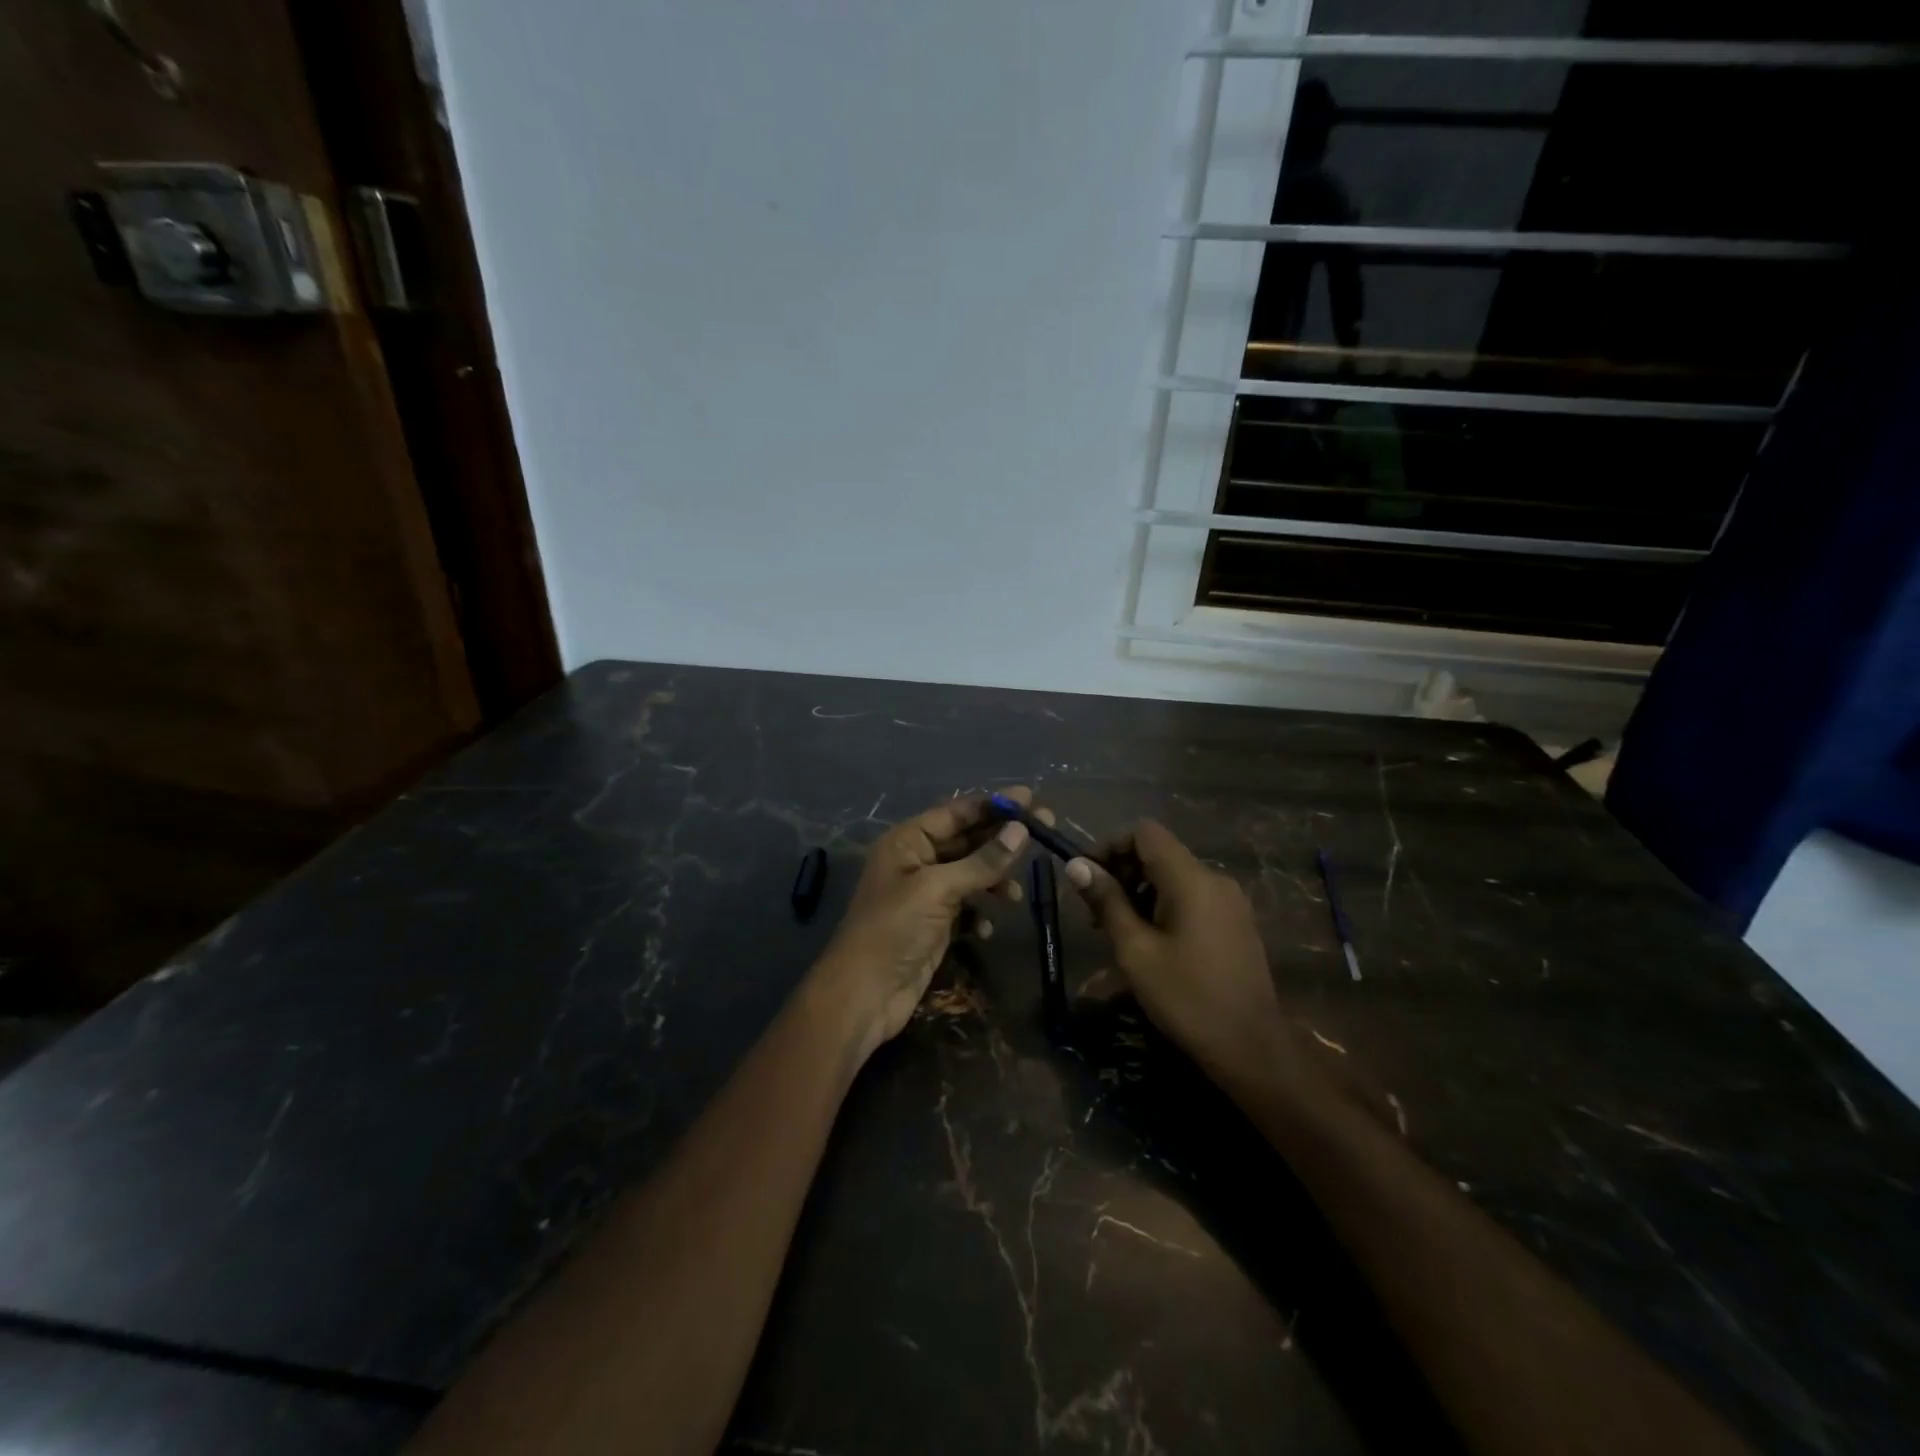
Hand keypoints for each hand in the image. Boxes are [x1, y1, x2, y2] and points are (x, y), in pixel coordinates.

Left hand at [813, 789, 1035, 1061]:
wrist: (864, 995)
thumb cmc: (894, 930)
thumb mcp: (938, 889)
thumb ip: (982, 861)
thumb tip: (1020, 830)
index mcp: (907, 841)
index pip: (956, 812)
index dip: (993, 804)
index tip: (1031, 798)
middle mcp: (916, 861)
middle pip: (967, 840)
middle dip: (1002, 838)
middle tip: (1045, 830)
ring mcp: (925, 894)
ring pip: (970, 874)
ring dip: (994, 879)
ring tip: (1015, 894)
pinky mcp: (934, 924)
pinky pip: (967, 906)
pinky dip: (981, 911)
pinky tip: (987, 926)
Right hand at [1066, 821, 1301, 1102]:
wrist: (1252, 1050)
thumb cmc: (1186, 998)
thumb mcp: (1135, 950)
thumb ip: (1106, 902)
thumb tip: (1076, 865)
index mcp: (1191, 879)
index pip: (1145, 833)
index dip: (1110, 846)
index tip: (1087, 878)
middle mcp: (1214, 879)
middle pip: (1159, 852)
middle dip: (1121, 871)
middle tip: (1094, 912)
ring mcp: (1229, 901)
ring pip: (1173, 876)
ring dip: (1139, 891)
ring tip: (1116, 930)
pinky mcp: (1235, 922)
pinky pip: (1191, 896)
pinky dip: (1162, 905)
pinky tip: (1148, 940)